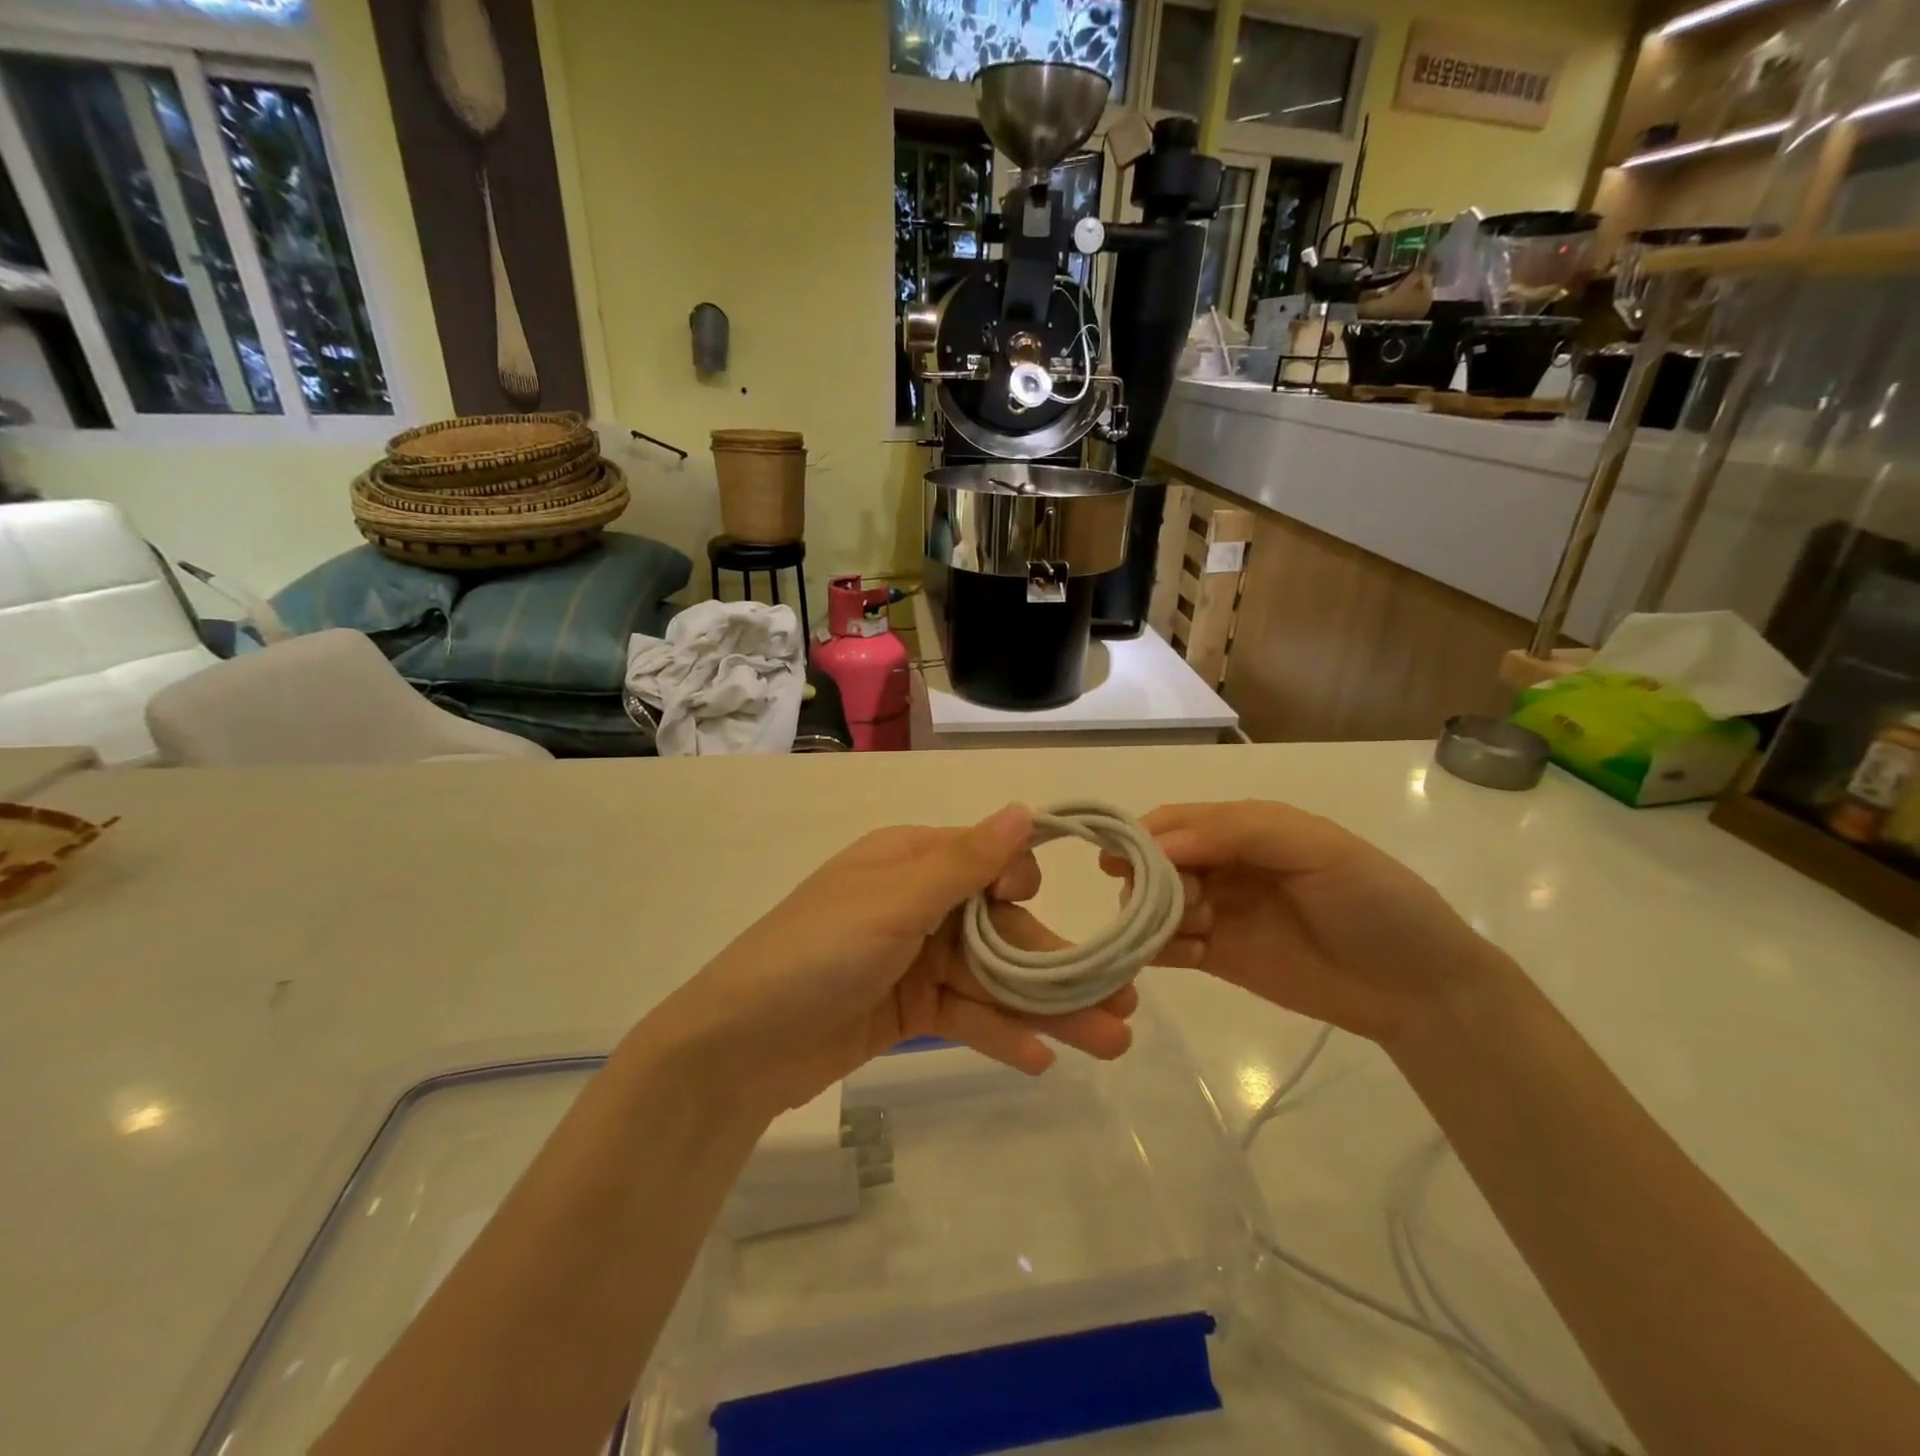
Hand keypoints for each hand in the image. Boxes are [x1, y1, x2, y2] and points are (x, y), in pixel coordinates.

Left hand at [647, 805, 1135, 1116]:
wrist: (737, 1050)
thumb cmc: (817, 955)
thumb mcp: (893, 903)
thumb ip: (964, 862)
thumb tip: (1025, 809)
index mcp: (910, 861)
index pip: (989, 863)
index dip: (1023, 890)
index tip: (1043, 917)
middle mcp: (918, 903)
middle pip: (1001, 928)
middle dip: (1057, 965)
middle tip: (1124, 1000)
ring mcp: (914, 959)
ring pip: (993, 978)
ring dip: (1046, 1008)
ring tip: (1111, 1041)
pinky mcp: (908, 1010)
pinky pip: (966, 1015)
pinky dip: (1001, 1034)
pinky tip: (1042, 1061)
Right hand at [1106, 800, 1497, 1045]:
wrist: (1420, 989)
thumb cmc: (1373, 902)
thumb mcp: (1315, 847)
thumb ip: (1236, 832)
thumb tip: (1157, 846)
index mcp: (1243, 828)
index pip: (1175, 821)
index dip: (1142, 836)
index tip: (1119, 861)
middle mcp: (1222, 865)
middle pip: (1156, 863)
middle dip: (1151, 880)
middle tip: (1183, 903)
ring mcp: (1217, 912)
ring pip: (1155, 904)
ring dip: (1156, 915)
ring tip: (1198, 933)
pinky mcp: (1217, 956)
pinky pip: (1168, 947)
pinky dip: (1161, 950)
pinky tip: (1187, 957)